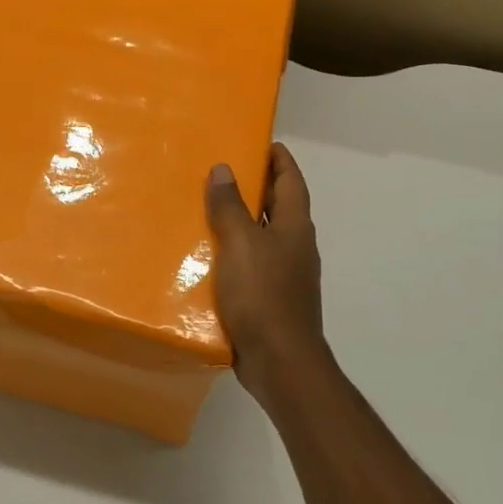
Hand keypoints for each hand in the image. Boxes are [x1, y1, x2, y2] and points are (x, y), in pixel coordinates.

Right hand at [205, 143, 328, 408]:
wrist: (280, 363)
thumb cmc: (263, 295)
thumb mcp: (240, 243)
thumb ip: (230, 206)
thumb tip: (224, 168)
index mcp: (294, 226)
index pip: (291, 180)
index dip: (278, 158)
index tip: (259, 141)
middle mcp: (295, 245)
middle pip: (278, 205)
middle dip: (255, 185)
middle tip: (221, 170)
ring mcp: (286, 274)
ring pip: (263, 235)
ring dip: (242, 219)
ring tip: (207, 207)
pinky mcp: (271, 298)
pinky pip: (252, 263)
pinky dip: (234, 251)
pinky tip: (209, 255)